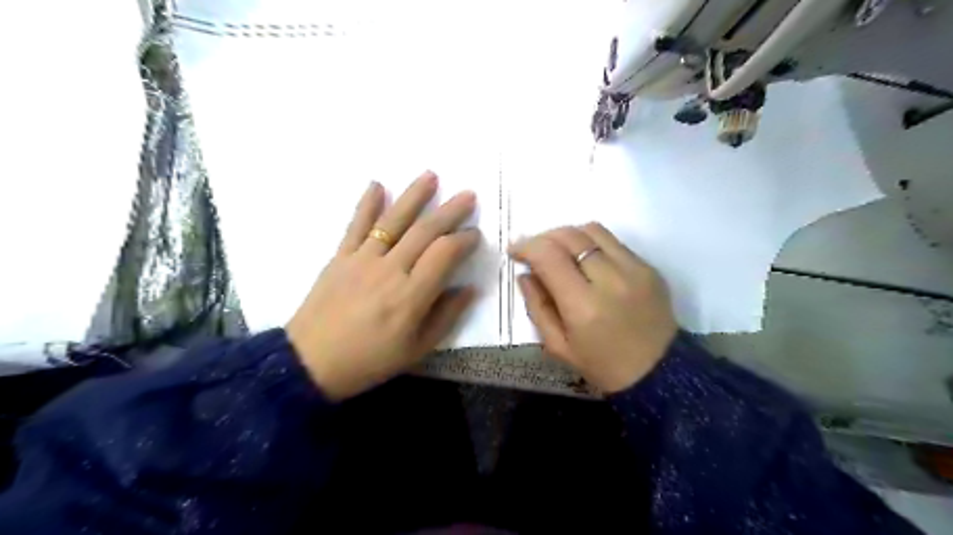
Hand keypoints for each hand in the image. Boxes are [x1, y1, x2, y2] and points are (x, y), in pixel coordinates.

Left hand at [283, 172, 475, 401]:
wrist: (311, 363)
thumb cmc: (369, 360)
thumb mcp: (417, 349)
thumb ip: (446, 316)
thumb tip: (469, 289)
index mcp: (411, 296)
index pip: (444, 254)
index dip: (464, 240)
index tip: (475, 234)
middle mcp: (389, 270)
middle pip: (424, 231)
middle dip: (450, 211)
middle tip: (468, 195)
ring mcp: (362, 259)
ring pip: (394, 221)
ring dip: (414, 196)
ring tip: (431, 176)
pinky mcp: (340, 257)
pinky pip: (356, 225)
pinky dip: (367, 203)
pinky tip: (377, 184)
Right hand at [505, 223, 676, 395]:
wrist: (659, 373)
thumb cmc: (602, 365)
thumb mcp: (558, 346)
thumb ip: (537, 306)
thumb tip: (525, 274)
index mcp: (583, 305)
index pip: (548, 255)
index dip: (526, 247)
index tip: (515, 252)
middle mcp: (610, 279)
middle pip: (570, 236)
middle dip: (544, 237)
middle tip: (534, 251)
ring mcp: (634, 269)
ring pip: (592, 230)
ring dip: (568, 236)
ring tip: (559, 252)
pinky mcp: (649, 267)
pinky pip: (613, 241)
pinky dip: (592, 244)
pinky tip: (586, 262)